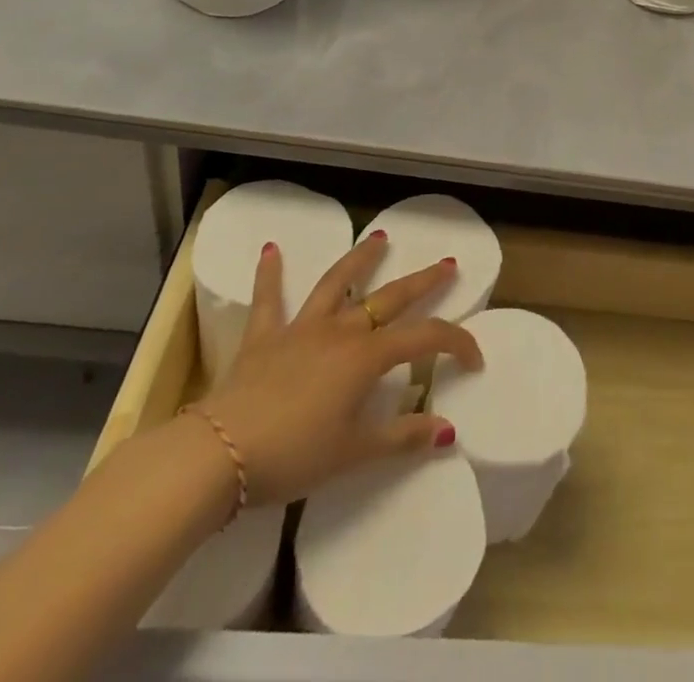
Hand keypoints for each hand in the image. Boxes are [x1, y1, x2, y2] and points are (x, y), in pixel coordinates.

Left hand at [190, 234, 482, 507]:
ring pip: (337, 283)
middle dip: (423, 281)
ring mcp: (301, 329)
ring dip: (360, 259)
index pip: (425, 338)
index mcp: (367, 357)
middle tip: (446, 264)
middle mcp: (341, 331)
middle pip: (390, 297)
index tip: (475, 359)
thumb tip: (448, 431)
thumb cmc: (293, 455)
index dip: (456, 342)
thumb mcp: (354, 453)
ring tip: (378, 238)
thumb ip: (402, 438)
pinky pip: (268, 300)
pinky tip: (271, 249)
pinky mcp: (263, 338)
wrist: (219, 454)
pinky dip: (270, 274)